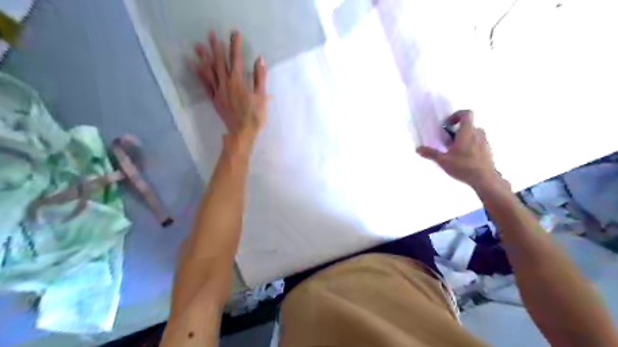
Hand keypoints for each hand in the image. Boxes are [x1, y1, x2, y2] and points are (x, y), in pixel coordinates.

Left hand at [195, 30, 267, 139]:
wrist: (242, 133)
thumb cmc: (254, 116)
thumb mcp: (261, 96)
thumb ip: (260, 77)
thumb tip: (260, 59)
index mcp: (238, 81)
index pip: (236, 59)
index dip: (235, 45)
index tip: (234, 32)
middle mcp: (226, 83)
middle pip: (219, 62)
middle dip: (216, 47)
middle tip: (210, 33)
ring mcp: (218, 91)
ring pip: (210, 72)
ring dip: (204, 57)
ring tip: (197, 45)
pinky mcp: (215, 99)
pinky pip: (205, 84)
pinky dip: (200, 74)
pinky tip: (195, 66)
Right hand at [414, 110, 501, 188]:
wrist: (485, 179)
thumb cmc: (463, 166)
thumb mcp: (443, 160)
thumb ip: (430, 153)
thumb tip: (418, 149)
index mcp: (467, 132)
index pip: (466, 114)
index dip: (456, 115)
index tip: (447, 124)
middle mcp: (478, 133)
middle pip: (469, 125)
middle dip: (457, 131)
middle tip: (448, 141)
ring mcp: (485, 142)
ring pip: (474, 134)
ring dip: (464, 138)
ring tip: (455, 151)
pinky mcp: (488, 151)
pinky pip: (478, 143)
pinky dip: (470, 146)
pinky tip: (463, 159)